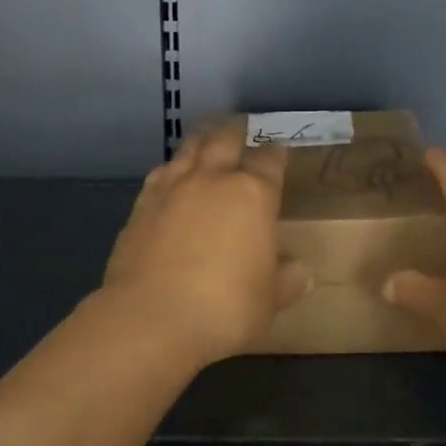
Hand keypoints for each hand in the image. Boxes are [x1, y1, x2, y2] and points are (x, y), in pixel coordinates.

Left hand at [101, 119, 311, 367]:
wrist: (150, 318)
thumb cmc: (224, 307)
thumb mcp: (269, 301)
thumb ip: (287, 281)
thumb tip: (303, 273)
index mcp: (253, 194)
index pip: (270, 161)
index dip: (276, 154)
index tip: (279, 152)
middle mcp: (214, 180)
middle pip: (225, 139)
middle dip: (235, 131)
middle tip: (240, 126)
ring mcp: (174, 188)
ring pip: (189, 149)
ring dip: (201, 140)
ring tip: (207, 137)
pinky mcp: (142, 205)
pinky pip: (160, 173)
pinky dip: (171, 168)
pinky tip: (171, 174)